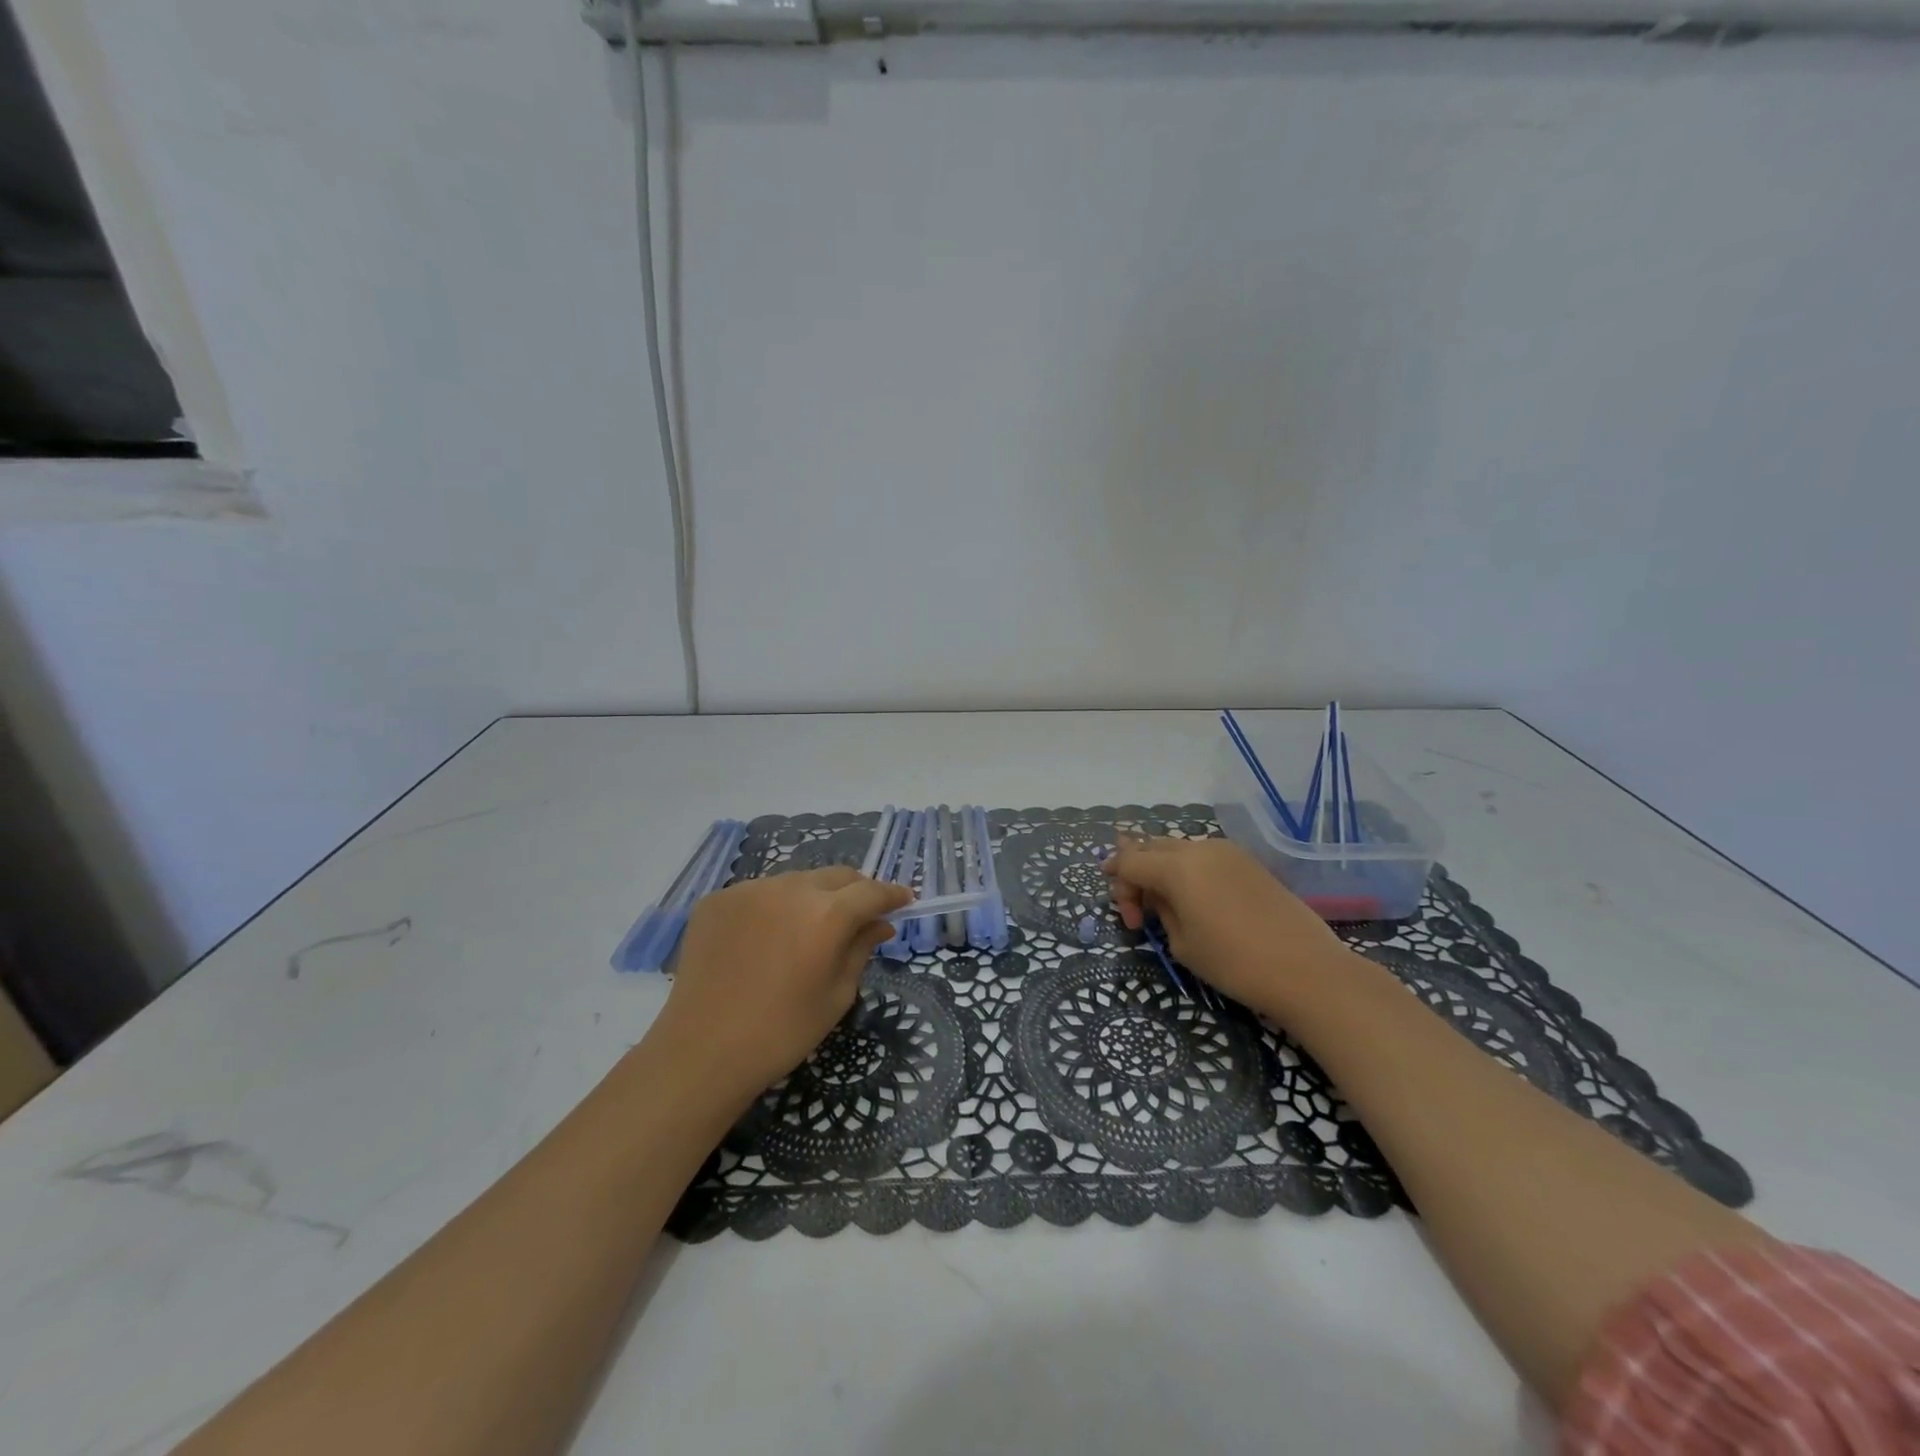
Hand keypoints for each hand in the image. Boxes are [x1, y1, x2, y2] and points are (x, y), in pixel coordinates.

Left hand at [651, 867, 912, 1098]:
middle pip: (836, 876)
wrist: (702, 1051)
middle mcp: (790, 888)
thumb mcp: (836, 995)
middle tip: (860, 916)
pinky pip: (759, 893)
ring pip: (796, 881)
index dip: (892, 894)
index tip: (904, 900)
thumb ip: (861, 948)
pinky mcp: (718, 899)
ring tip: (806, 931)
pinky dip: (772, 908)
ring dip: (812, 897)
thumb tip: (880, 923)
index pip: (871, 891)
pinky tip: (765, 940)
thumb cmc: (782, 1032)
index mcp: (826, 914)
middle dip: (855, 891)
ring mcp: (749, 889)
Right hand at [1103, 836, 1356, 1014]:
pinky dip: (1189, 871)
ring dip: (1164, 870)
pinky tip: (1196, 900)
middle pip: (1152, 847)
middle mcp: (1199, 848)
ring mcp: (1228, 852)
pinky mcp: (1249, 862)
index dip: (1117, 882)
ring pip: (1179, 850)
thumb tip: (1159, 897)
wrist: (1307, 970)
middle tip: (1138, 909)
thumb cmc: (1235, 963)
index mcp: (1176, 867)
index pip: (1130, 861)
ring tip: (1168, 906)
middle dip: (1138, 872)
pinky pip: (1205, 857)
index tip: (1125, 914)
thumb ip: (1161, 911)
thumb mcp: (1182, 943)